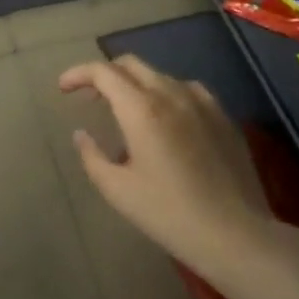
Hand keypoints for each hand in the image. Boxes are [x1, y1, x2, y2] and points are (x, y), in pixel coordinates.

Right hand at [57, 54, 271, 271]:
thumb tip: (82, 134)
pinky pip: (186, 90)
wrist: (234, 233)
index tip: (64, 88)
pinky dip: (165, 94)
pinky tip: (166, 118)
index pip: (103, 72)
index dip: (79, 74)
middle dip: (105, 74)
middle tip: (90, 97)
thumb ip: (92, 156)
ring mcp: (202, 102)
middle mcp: (171, 94)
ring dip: (135, 84)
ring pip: (160, 75)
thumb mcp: (118, 190)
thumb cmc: (168, 213)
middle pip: (131, 65)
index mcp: (142, 109)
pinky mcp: (222, 115)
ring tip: (126, 110)